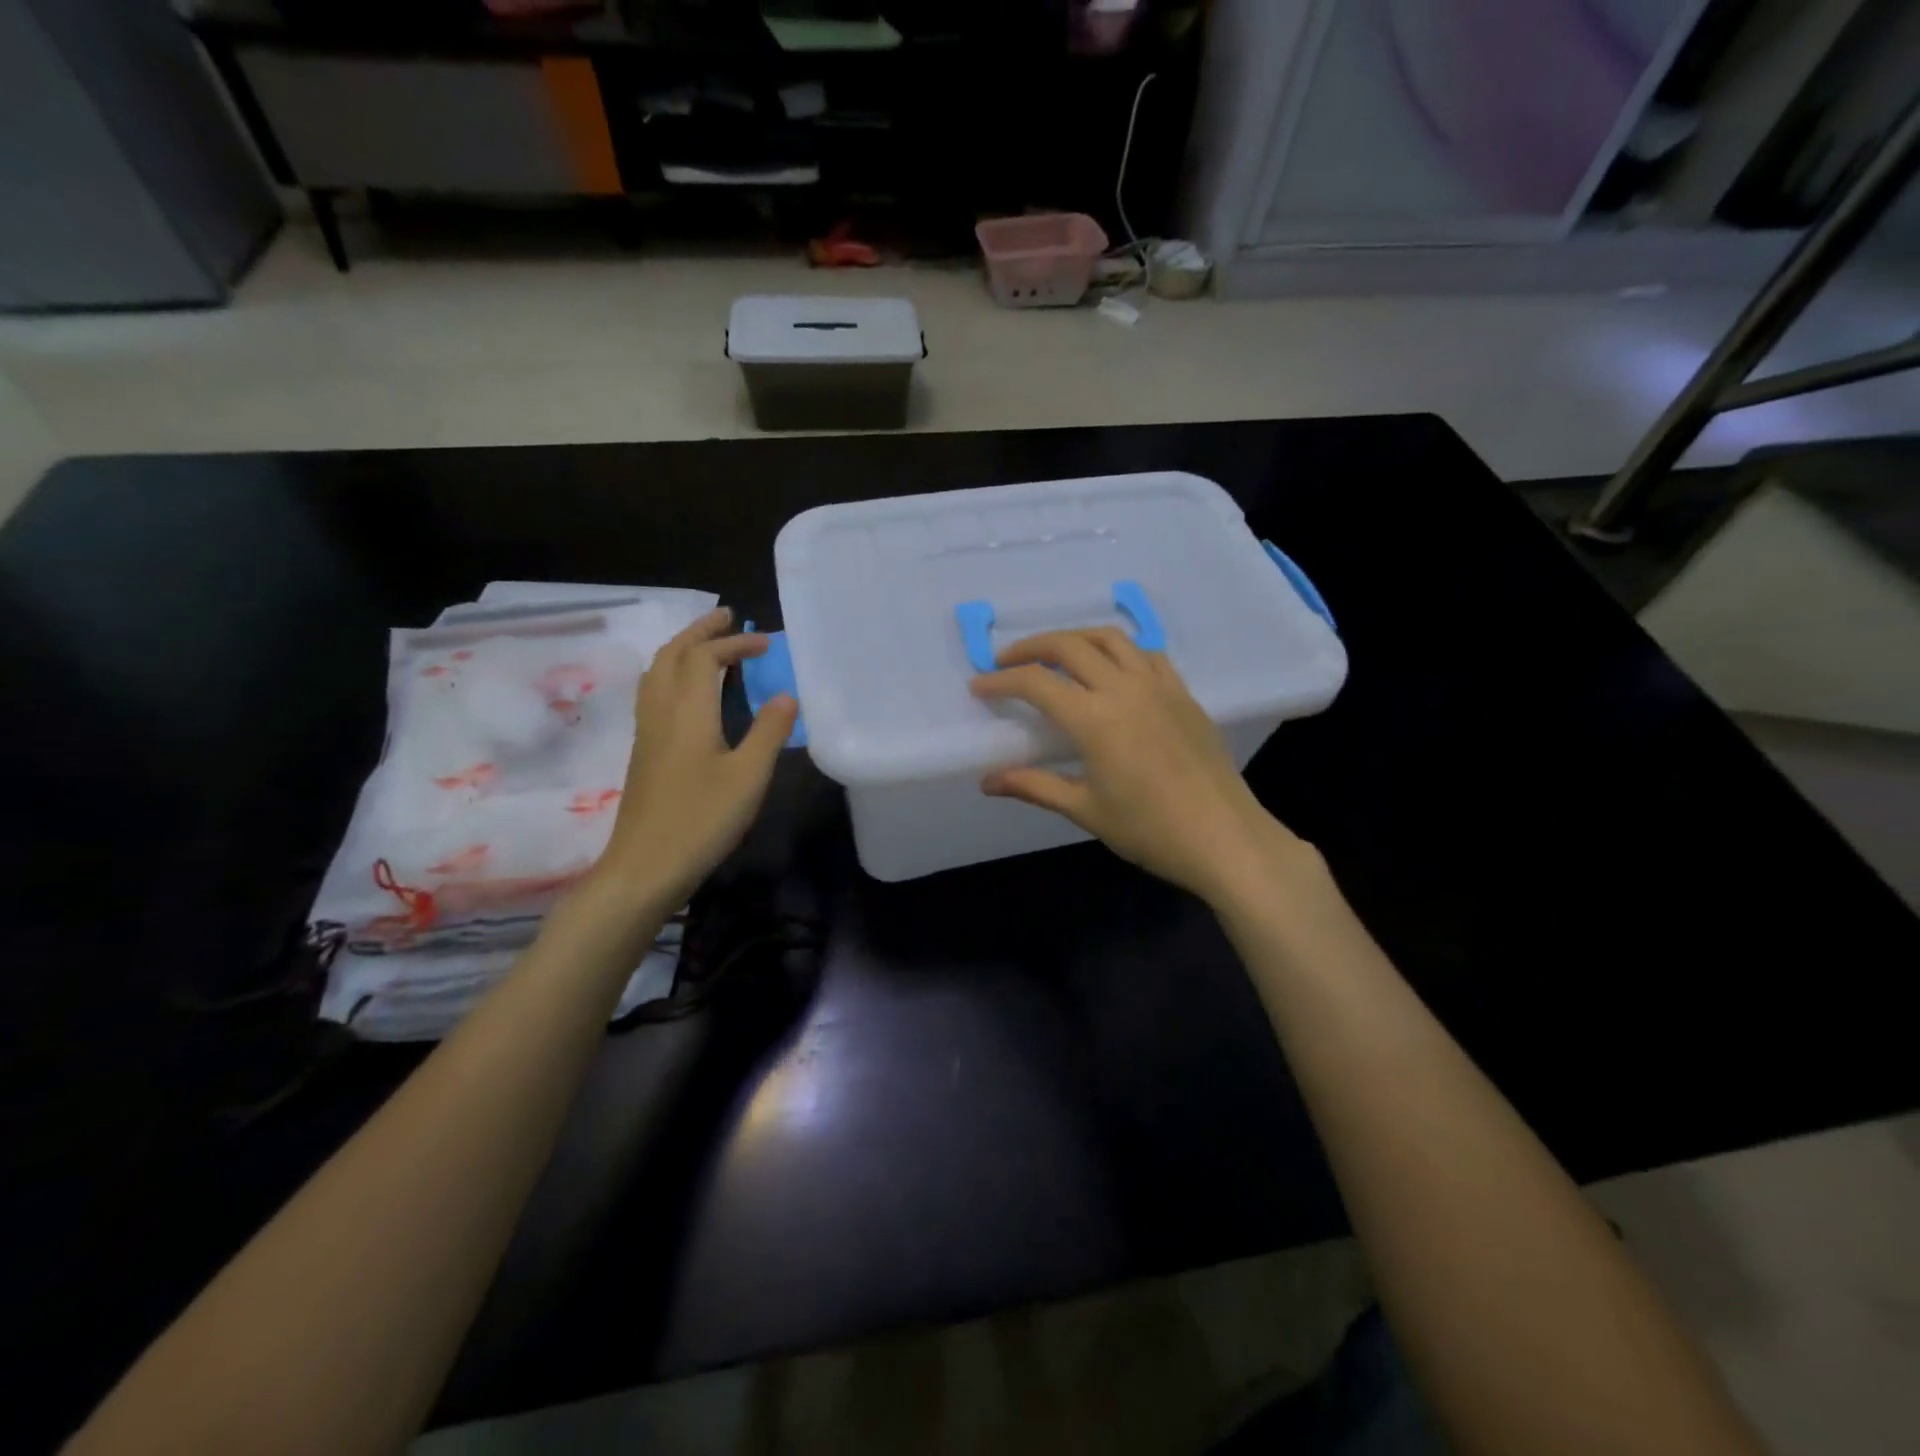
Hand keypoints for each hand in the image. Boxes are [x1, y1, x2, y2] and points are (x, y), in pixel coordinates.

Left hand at [595, 608, 797, 910]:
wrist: (644, 865)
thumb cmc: (702, 819)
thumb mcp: (749, 776)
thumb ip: (769, 732)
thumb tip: (786, 696)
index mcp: (687, 710)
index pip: (706, 657)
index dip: (735, 643)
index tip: (766, 644)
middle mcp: (661, 711)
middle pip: (673, 654)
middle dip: (700, 631)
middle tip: (726, 617)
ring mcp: (646, 731)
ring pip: (657, 671)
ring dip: (682, 648)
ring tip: (706, 644)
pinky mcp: (643, 750)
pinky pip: (654, 692)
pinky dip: (673, 672)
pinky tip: (688, 691)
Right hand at [971, 628, 1317, 905]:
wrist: (1225, 838)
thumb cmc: (1150, 830)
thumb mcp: (1085, 810)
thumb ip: (1035, 786)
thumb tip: (988, 781)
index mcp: (1095, 719)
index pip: (1037, 683)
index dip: (1001, 680)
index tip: (978, 685)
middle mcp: (1124, 688)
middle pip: (1070, 646)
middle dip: (1032, 647)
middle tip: (1007, 661)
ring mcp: (1159, 686)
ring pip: (1110, 638)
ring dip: (1075, 638)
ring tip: (1055, 654)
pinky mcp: (1184, 693)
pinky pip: (1146, 654)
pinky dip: (1119, 649)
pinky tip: (1111, 667)